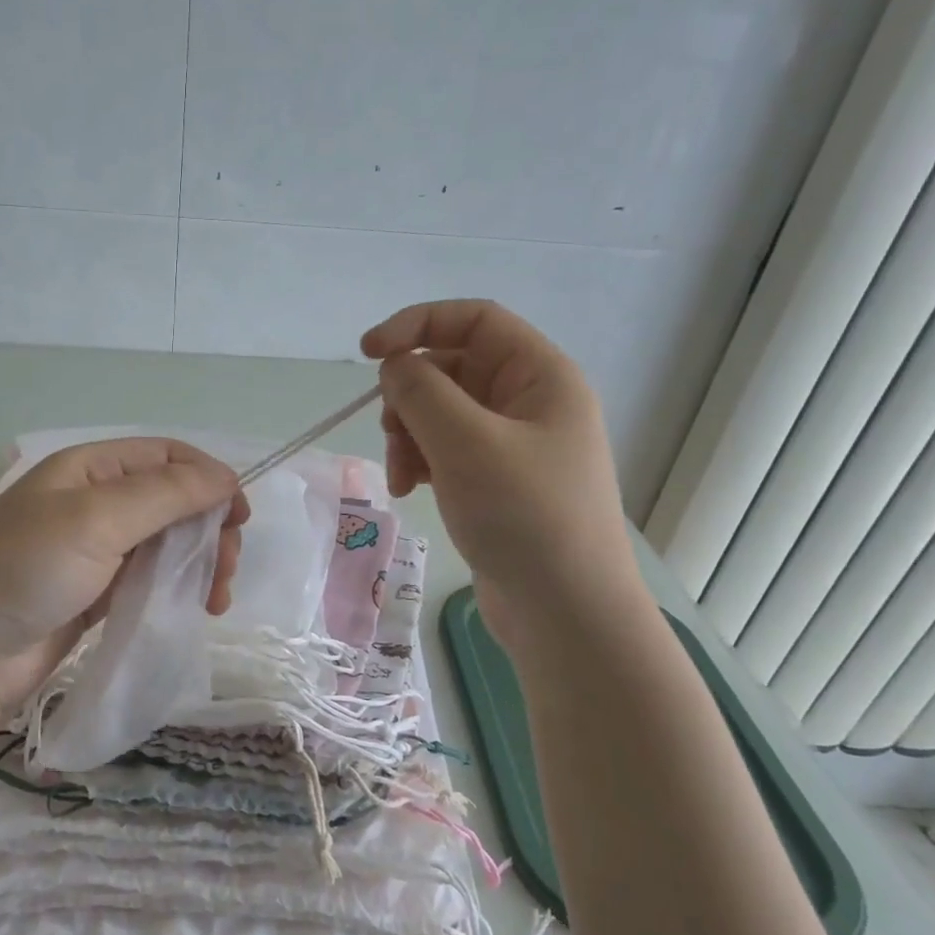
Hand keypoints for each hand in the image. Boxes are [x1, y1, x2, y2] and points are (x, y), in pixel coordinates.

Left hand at [0, 439, 247, 715]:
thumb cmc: (24, 570)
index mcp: (90, 469)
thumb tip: (229, 477)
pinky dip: (178, 588)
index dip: (209, 479)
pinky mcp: (98, 593)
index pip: (166, 457)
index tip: (239, 517)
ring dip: (200, 562)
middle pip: (173, 501)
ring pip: (167, 542)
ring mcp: (96, 550)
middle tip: (226, 569)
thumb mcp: (96, 520)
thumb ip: (166, 494)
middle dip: (208, 528)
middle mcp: (95, 502)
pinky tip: (196, 607)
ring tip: (216, 598)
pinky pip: (151, 578)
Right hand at [361, 300, 635, 641]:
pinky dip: (422, 463)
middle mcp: (531, 403)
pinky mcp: (497, 483)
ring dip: (409, 436)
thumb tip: (395, 367)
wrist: (566, 613)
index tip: (368, 352)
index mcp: (541, 377)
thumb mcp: (466, 444)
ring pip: (442, 413)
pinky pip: (448, 451)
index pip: (474, 320)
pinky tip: (411, 491)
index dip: (417, 324)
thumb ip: (421, 392)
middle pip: (452, 369)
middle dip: (410, 397)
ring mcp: (515, 446)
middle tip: (391, 434)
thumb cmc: (525, 517)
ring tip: (401, 477)